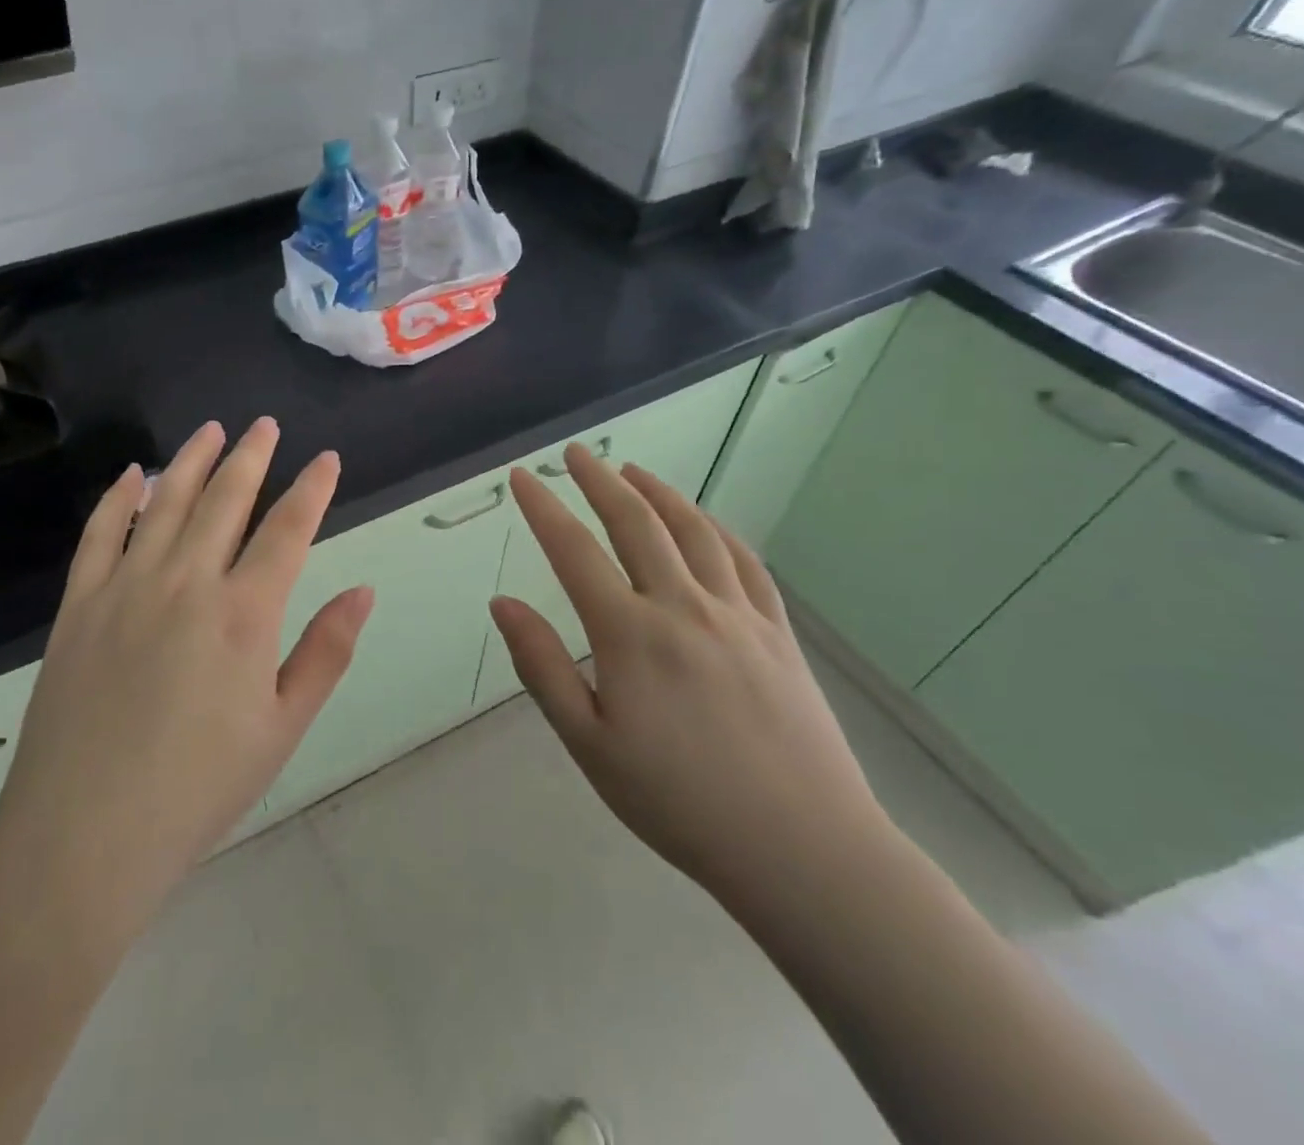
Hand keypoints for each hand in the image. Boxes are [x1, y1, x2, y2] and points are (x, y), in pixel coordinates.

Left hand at [0, 417, 372, 928]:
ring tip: (212, 430)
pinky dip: (118, 498)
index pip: (288, 529)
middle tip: (265, 424)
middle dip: (252, 457)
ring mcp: (126, 587)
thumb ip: (325, 651)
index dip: (312, 489)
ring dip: (192, 461)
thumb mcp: (282, 727)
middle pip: (225, 500)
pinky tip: (134, 473)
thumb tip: (362, 590)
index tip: (327, 460)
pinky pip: (99, 534)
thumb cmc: (199, 788)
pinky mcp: (79, 605)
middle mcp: (187, 582)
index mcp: (244, 613)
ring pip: (165, 503)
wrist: (84, 833)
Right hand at [490, 444, 890, 909]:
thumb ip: (541, 666)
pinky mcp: (777, 632)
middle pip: (636, 522)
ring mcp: (737, 614)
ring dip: (658, 493)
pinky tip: (704, 522)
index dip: (542, 507)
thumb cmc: (677, 801)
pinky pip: (744, 562)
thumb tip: (502, 602)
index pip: (573, 550)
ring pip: (693, 531)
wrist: (801, 848)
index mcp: (629, 633)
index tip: (522, 476)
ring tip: (633, 471)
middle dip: (600, 480)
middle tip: (577, 453)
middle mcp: (682, 606)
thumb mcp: (589, 744)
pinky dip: (716, 529)